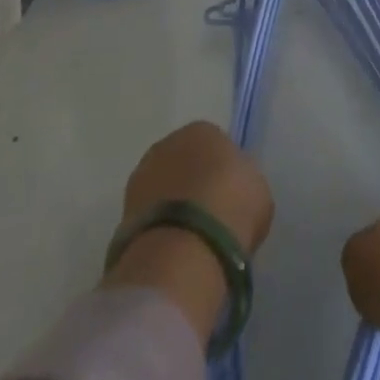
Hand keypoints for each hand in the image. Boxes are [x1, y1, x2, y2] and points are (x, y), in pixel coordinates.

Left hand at [123, 120, 273, 255]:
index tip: (231, 195)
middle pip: (184, 162)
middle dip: (194, 183)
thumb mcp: (257, 190)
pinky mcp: (122, 214)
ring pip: (164, 188)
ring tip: (190, 237)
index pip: (215, 143)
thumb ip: (243, 181)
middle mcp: (167, 144)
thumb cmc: (231, 207)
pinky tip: (174, 248)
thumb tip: (234, 188)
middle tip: (210, 215)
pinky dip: (159, 228)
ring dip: (173, 205)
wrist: (184, 250)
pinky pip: (150, 216)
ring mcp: (140, 178)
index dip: (223, 170)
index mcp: (202, 129)